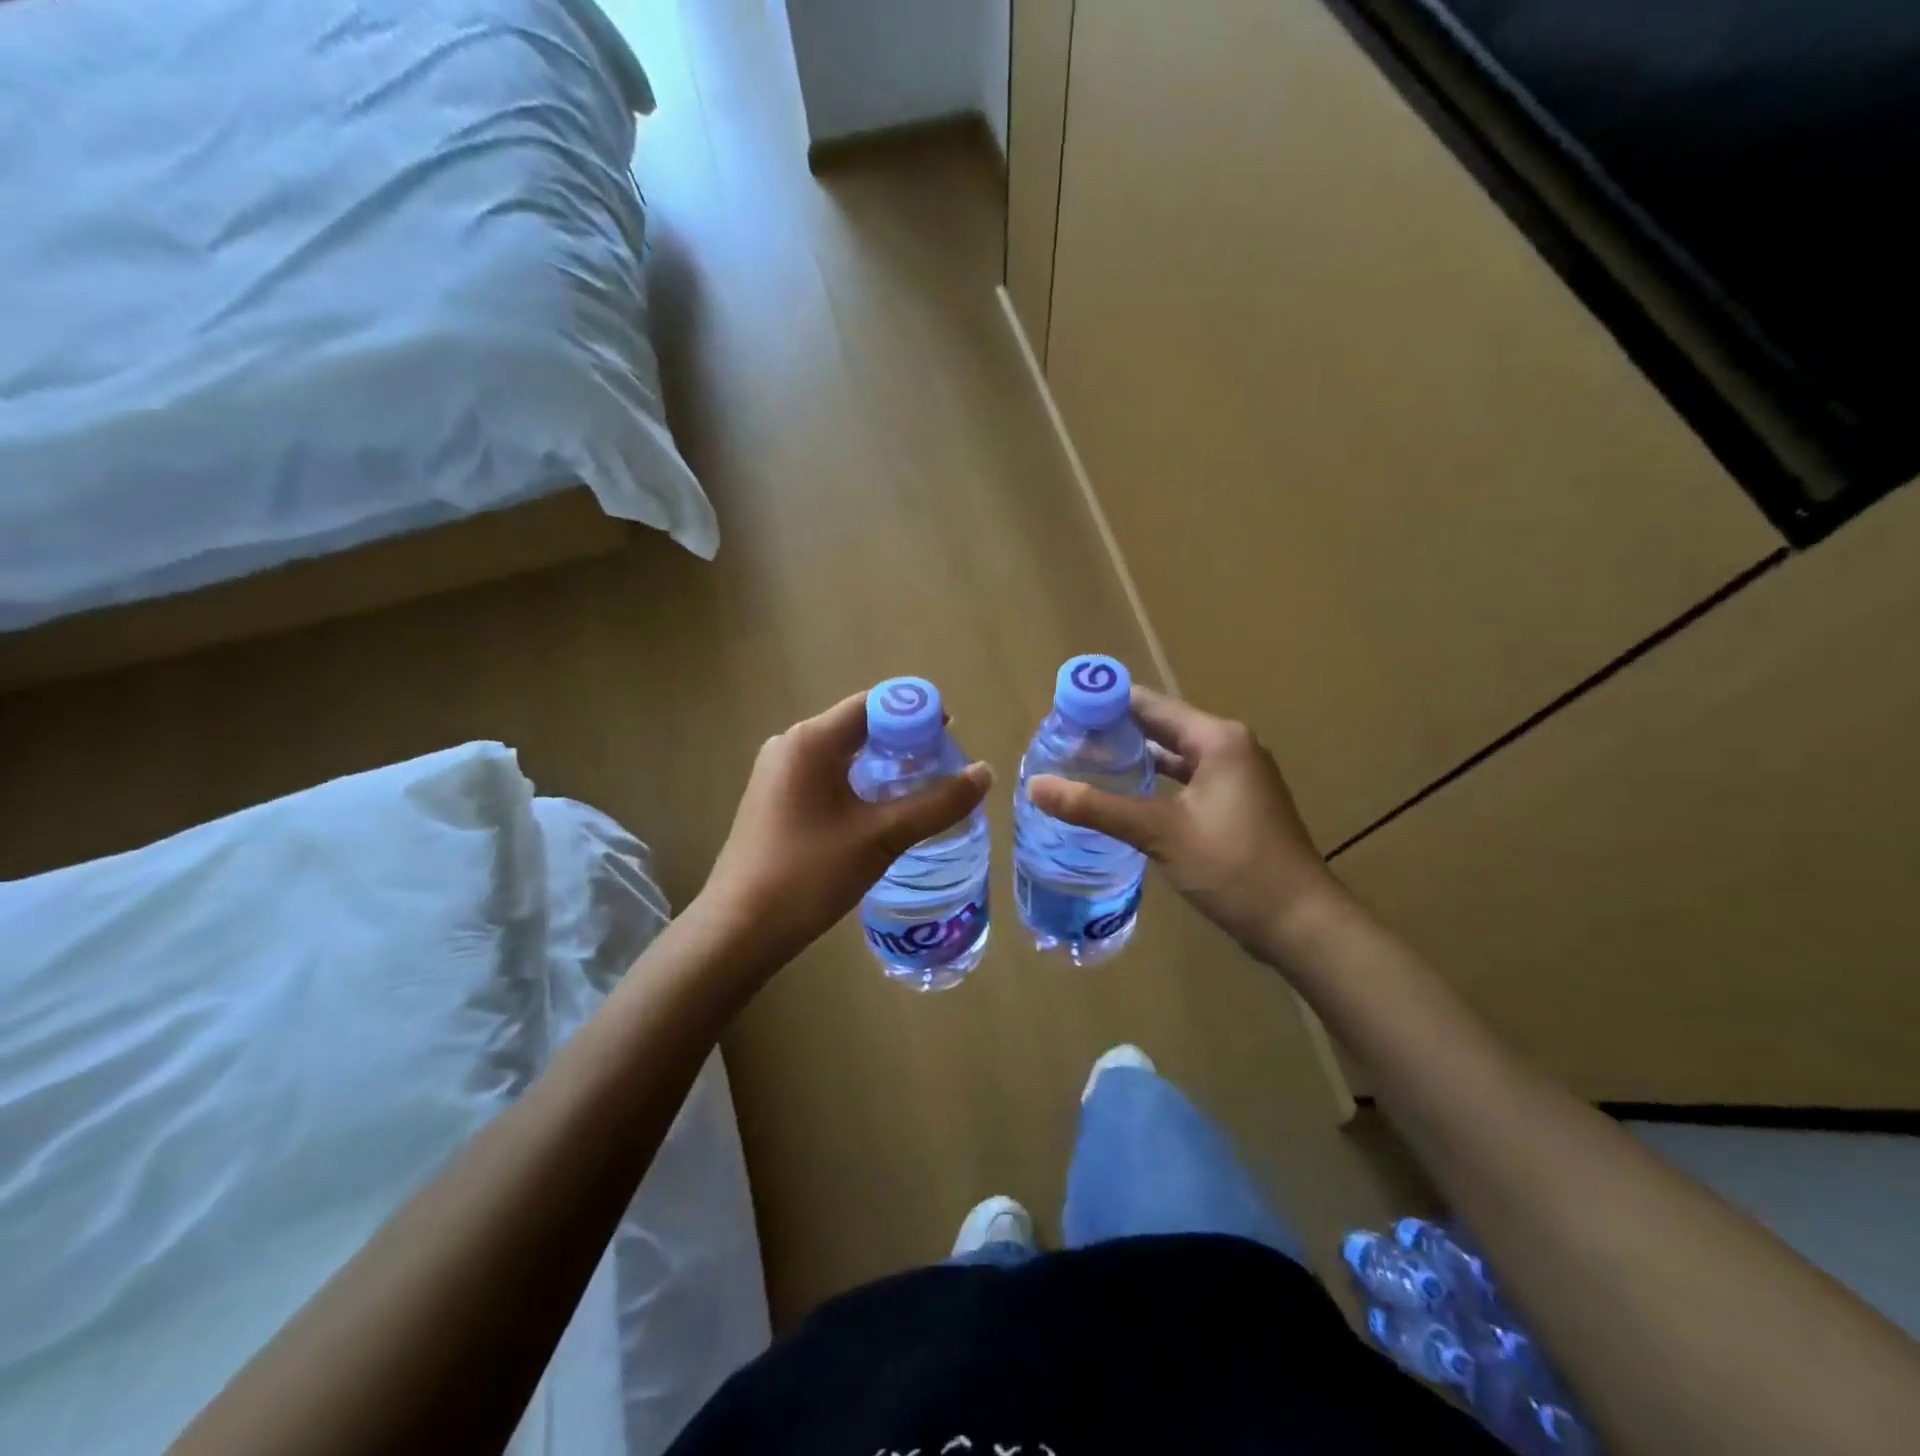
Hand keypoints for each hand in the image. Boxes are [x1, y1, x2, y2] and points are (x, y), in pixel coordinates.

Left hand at [695, 692, 992, 974]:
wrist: (739, 930)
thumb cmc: (809, 875)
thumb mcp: (881, 838)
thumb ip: (936, 804)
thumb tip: (985, 773)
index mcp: (811, 741)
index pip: (874, 704)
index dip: (917, 712)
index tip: (951, 737)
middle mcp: (790, 745)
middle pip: (859, 725)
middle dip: (904, 740)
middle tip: (943, 766)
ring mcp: (777, 772)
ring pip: (843, 752)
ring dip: (882, 763)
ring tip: (921, 789)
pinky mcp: (774, 798)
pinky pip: (826, 774)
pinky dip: (858, 781)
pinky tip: (880, 810)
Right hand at [1028, 686, 1342, 965]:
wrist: (1301, 923)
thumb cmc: (1234, 868)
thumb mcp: (1160, 833)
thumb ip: (1096, 806)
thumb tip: (1036, 785)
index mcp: (1217, 738)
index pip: (1148, 704)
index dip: (1104, 703)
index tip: (1060, 712)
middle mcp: (1230, 746)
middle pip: (1161, 726)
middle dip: (1114, 731)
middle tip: (1063, 741)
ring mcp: (1237, 777)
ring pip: (1174, 755)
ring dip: (1134, 757)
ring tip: (1084, 762)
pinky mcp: (1236, 804)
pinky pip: (1186, 779)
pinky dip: (1155, 782)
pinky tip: (1124, 795)